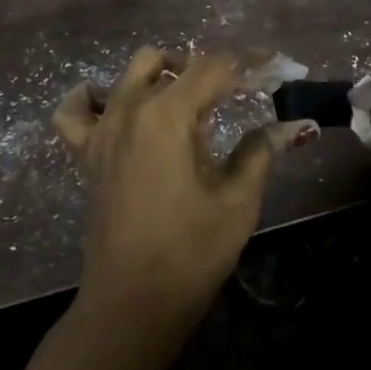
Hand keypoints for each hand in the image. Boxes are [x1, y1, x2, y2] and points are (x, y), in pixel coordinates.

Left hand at [54, 47, 316, 353]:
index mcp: (167, 115)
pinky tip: (115, 106)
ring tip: (190, 100)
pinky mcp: (86, 155)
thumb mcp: (237, 202)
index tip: (277, 66)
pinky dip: (93, 99)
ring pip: (129, 74)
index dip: (249, 62)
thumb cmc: (190, 254)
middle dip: (209, 67)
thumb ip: (261, 151)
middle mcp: (129, 110)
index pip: (214, 67)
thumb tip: (293, 125)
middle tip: (241, 90)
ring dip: (163, 75)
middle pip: (171, 63)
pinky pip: (76, 111)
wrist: (130, 307)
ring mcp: (102, 131)